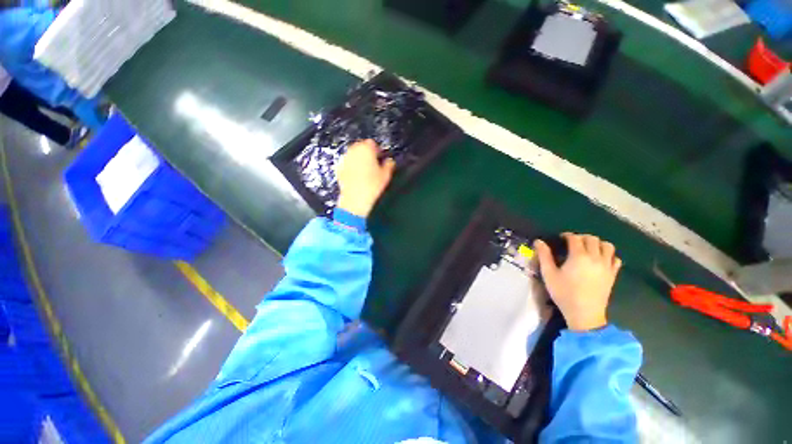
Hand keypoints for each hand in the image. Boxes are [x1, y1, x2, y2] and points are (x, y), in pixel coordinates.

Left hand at [336, 139, 395, 216]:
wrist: (355, 199)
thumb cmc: (373, 186)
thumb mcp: (386, 175)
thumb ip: (389, 164)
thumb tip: (389, 161)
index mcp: (366, 149)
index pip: (372, 143)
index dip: (377, 150)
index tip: (380, 159)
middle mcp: (353, 150)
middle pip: (360, 147)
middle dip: (366, 154)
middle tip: (372, 165)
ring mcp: (344, 159)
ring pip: (353, 155)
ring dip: (358, 159)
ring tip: (364, 171)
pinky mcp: (338, 168)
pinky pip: (346, 164)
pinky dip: (350, 167)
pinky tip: (355, 177)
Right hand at [533, 233, 621, 331]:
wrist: (585, 314)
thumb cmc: (564, 293)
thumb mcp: (549, 274)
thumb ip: (544, 256)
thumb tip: (539, 241)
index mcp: (579, 256)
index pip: (575, 238)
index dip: (567, 235)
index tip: (561, 238)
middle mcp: (595, 258)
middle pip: (592, 239)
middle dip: (581, 237)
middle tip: (572, 243)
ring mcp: (607, 266)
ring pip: (607, 246)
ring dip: (597, 243)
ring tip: (587, 249)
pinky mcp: (613, 275)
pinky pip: (615, 258)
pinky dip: (609, 255)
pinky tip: (600, 259)